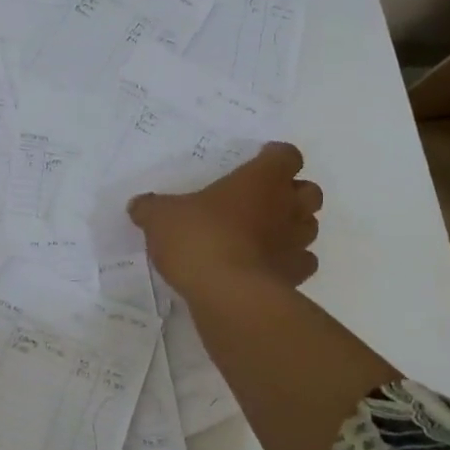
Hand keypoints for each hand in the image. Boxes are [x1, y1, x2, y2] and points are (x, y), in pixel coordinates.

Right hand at [127, 142, 321, 300]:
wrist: (228, 293)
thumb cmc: (199, 238)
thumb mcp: (161, 217)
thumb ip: (152, 208)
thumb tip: (139, 205)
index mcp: (260, 179)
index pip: (287, 155)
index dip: (275, 158)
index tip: (257, 163)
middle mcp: (286, 206)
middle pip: (310, 191)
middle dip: (293, 193)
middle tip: (263, 200)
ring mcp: (296, 243)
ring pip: (311, 226)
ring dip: (294, 227)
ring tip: (265, 234)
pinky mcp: (296, 276)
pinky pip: (303, 263)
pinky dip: (291, 262)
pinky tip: (267, 267)